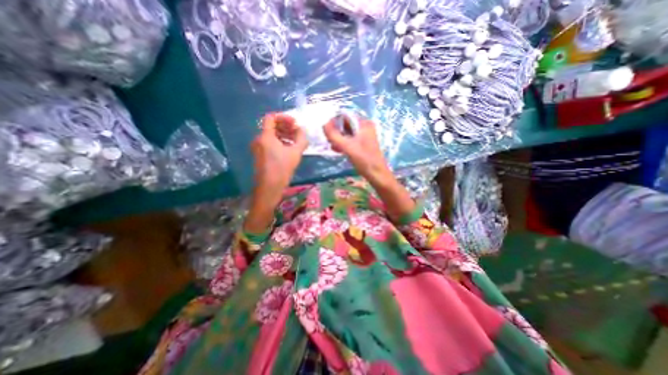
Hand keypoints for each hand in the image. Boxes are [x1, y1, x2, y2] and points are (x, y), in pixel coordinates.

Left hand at [244, 111, 306, 233]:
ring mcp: (258, 148)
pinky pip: (270, 143)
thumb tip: (302, 129)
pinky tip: (290, 149)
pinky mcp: (261, 155)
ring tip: (296, 141)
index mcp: (265, 136)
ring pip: (272, 135)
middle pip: (272, 126)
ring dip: (284, 135)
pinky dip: (280, 142)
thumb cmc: (282, 169)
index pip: (271, 117)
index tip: (295, 123)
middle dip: (286, 127)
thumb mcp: (295, 152)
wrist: (269, 188)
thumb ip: (301, 138)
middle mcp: (259, 139)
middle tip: (298, 132)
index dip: (284, 117)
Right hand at [323, 114, 392, 182]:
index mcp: (364, 123)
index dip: (334, 121)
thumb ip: (334, 135)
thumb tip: (323, 124)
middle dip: (336, 132)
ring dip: (339, 139)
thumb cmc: (364, 159)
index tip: (327, 131)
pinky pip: (350, 140)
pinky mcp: (363, 144)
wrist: (377, 174)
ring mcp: (364, 136)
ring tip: (332, 146)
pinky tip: (337, 150)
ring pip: (347, 133)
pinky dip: (344, 143)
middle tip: (329, 140)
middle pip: (346, 124)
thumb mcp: (347, 146)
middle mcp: (365, 127)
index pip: (345, 116)